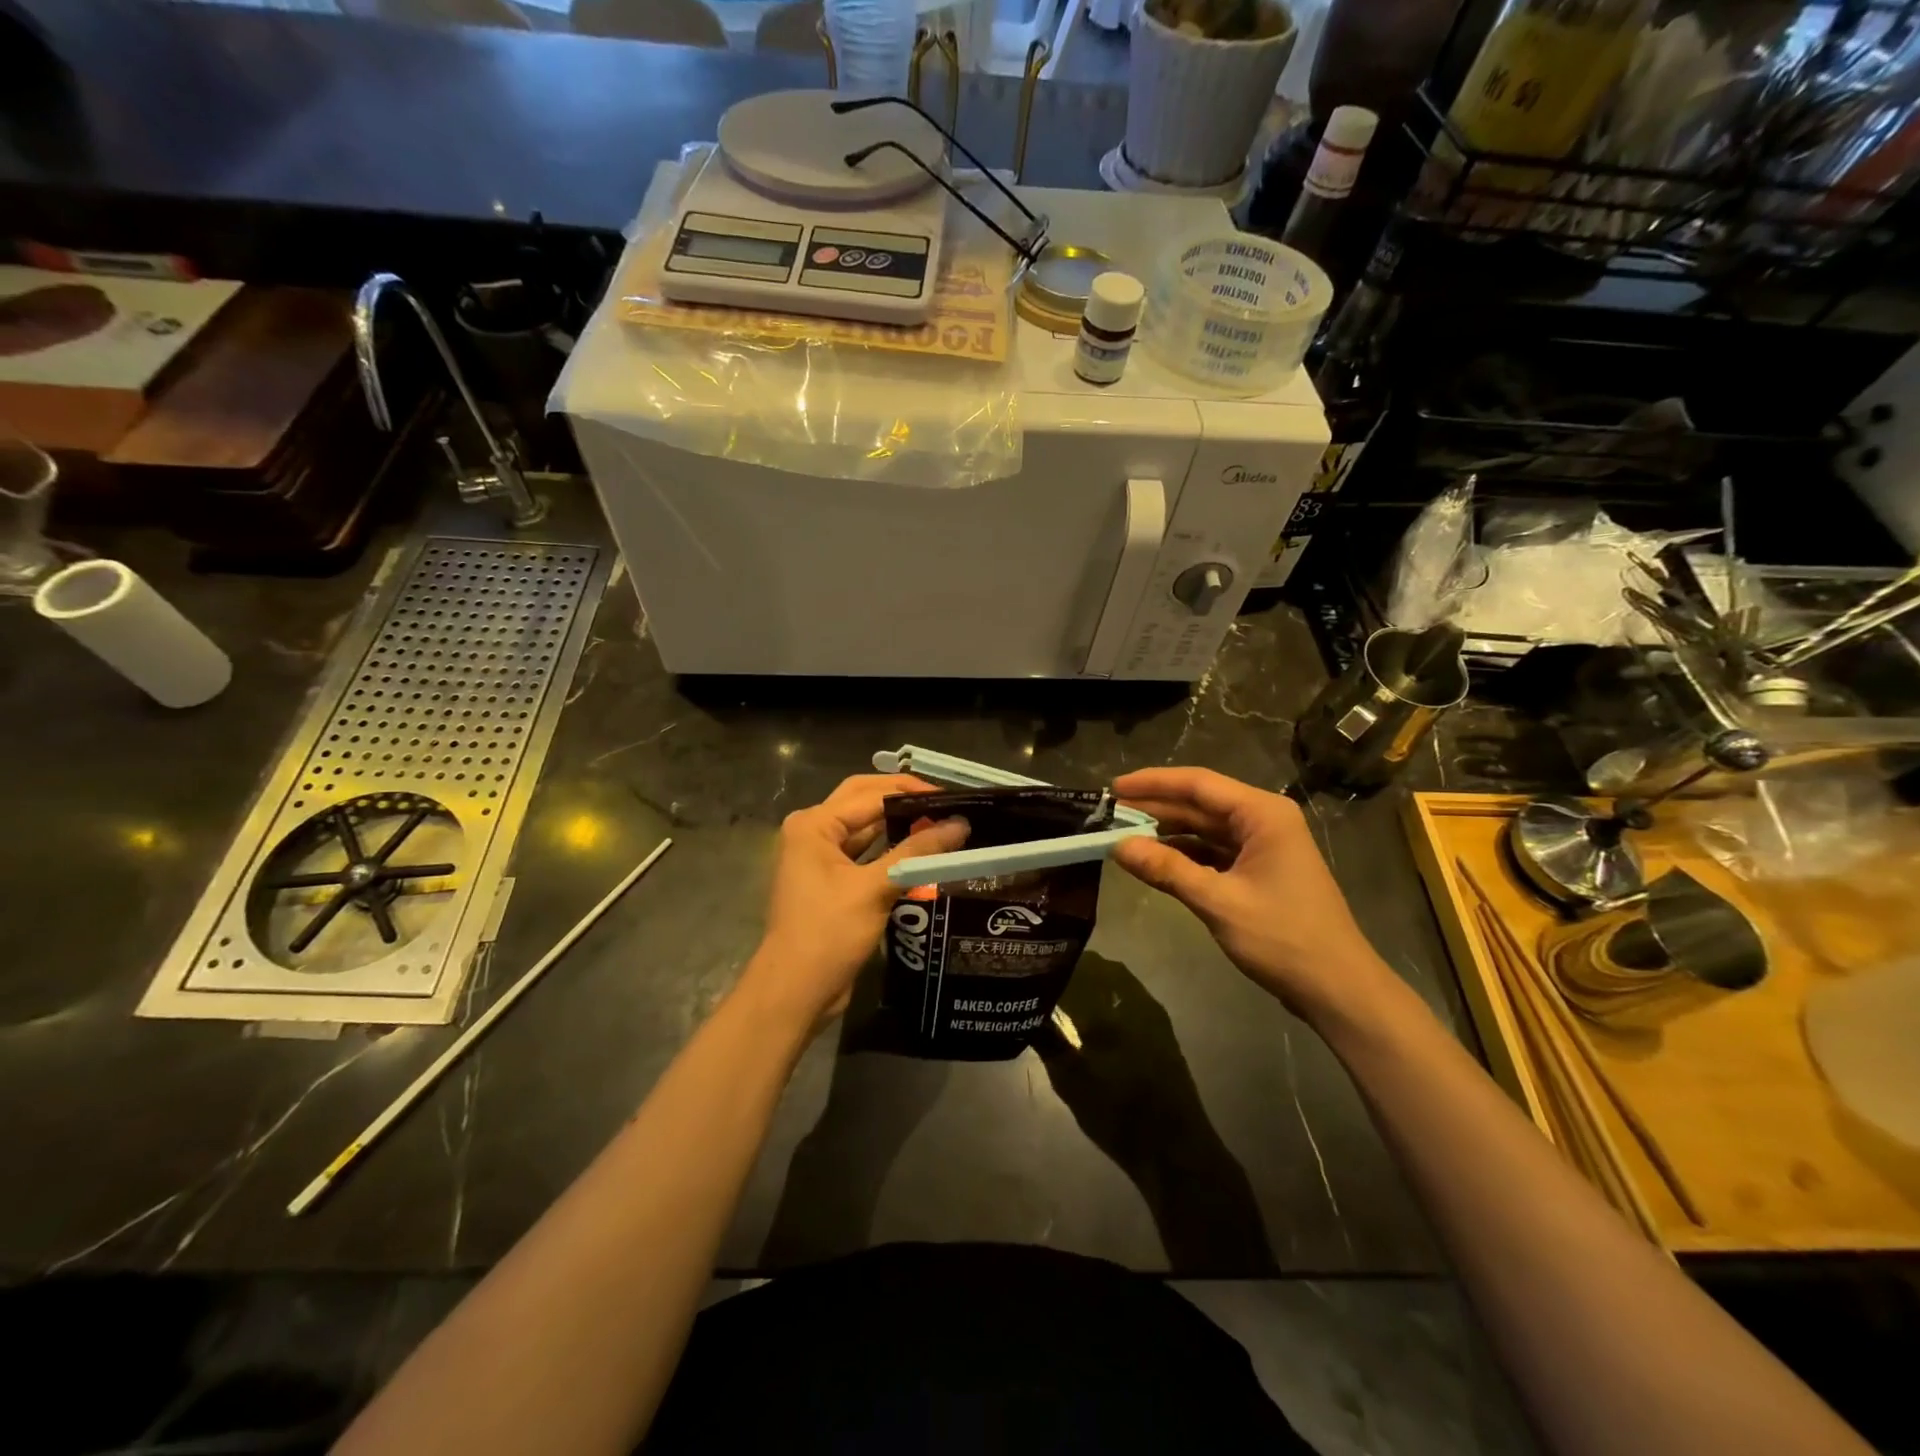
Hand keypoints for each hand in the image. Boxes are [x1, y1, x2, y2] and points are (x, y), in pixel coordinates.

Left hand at [737, 774, 969, 1033]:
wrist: (796, 992)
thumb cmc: (829, 934)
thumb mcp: (875, 888)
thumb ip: (917, 852)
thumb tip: (960, 824)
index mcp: (814, 824)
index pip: (871, 794)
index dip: (913, 792)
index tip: (954, 798)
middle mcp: (813, 832)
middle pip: (865, 802)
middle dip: (904, 800)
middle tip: (947, 804)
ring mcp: (820, 857)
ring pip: (867, 828)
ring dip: (900, 824)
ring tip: (941, 823)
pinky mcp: (832, 881)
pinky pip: (866, 854)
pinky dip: (892, 850)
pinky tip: (922, 853)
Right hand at [1109, 768, 1390, 1023]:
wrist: (1338, 988)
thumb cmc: (1283, 938)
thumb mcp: (1218, 902)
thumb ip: (1167, 870)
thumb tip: (1117, 846)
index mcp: (1262, 813)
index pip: (1198, 784)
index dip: (1152, 783)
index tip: (1112, 789)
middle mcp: (1263, 819)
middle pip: (1200, 803)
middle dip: (1155, 807)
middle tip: (1109, 814)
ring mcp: (1263, 845)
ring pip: (1204, 827)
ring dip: (1166, 831)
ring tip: (1122, 834)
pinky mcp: (1259, 869)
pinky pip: (1213, 850)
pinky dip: (1183, 853)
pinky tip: (1154, 859)